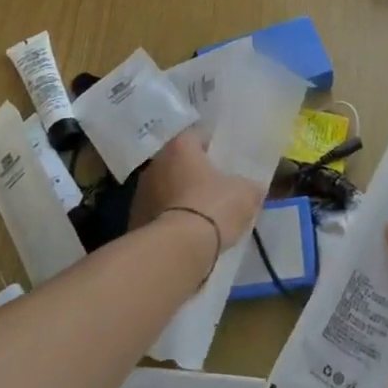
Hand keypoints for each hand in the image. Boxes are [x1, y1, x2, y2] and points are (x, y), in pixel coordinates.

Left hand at [131, 129, 262, 252]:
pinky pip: (158, 214)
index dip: (213, 148)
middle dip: (194, 173)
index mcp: (180, 146)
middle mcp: (156, 163)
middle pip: (179, 163)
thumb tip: (253, 188)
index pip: (197, 136)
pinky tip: (186, 235)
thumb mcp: (245, 194)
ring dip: (179, 197)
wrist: (176, 250)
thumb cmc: (213, 208)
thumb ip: (249, 186)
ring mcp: (140, 193)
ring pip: (166, 189)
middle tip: (215, 188)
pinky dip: (170, 220)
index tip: (225, 162)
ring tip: (200, 216)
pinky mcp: (134, 221)